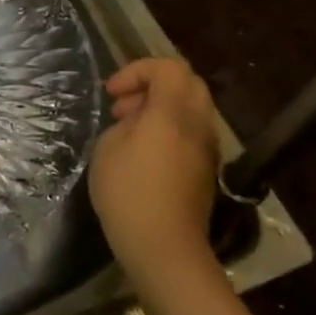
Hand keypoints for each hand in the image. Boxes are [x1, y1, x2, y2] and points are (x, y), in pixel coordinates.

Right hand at [88, 57, 220, 286]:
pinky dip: (170, 127)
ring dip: (161, 107)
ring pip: (192, 107)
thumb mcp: (108, 148)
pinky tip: (144, 151)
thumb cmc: (128, 193)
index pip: (168, 67)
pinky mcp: (206, 169)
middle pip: (187, 82)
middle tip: (123, 105)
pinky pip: (192, 131)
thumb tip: (136, 122)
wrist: (164, 247)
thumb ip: (125, 123)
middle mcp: (198, 123)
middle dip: (152, 84)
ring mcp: (207, 147)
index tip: (112, 93)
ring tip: (129, 128)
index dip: (137, 70)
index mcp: (173, 112)